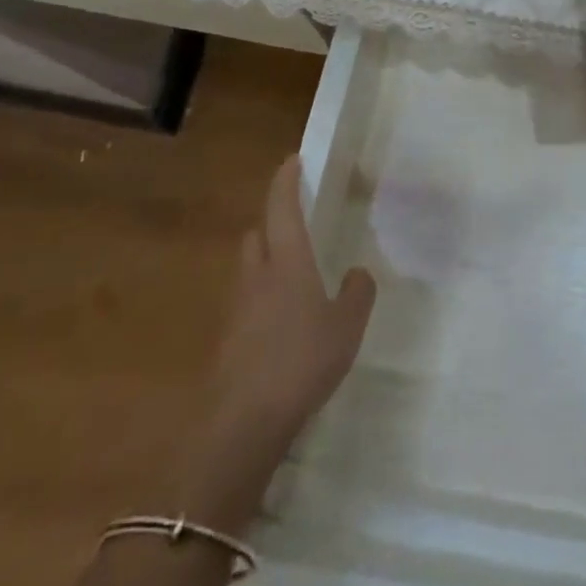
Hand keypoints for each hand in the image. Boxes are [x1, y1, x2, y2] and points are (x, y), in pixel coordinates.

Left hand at [187, 159, 374, 525]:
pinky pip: (246, 302)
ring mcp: (237, 309)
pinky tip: (283, 321)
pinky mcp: (227, 340)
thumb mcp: (347, 325)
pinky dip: (261, 298)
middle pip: (257, 234)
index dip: (286, 181)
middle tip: (296, 224)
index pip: (281, 208)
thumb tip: (357, 273)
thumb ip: (358, 293)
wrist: (243, 424)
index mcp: (287, 261)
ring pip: (248, 268)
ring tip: (294, 274)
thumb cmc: (301, 361)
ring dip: (265, 261)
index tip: (292, 160)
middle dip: (272, 223)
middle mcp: (257, 276)